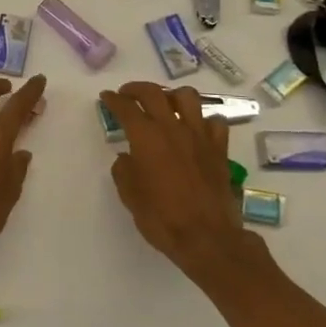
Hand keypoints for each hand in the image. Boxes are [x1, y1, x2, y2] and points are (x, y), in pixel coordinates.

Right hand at [101, 82, 261, 285]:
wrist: (207, 238)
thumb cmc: (162, 218)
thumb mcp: (130, 196)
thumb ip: (124, 170)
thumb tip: (127, 157)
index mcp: (146, 137)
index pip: (126, 107)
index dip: (113, 99)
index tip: (106, 97)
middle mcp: (172, 128)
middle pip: (154, 93)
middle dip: (136, 89)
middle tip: (127, 94)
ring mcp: (199, 136)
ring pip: (188, 97)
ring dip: (172, 96)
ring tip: (165, 105)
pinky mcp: (219, 149)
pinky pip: (215, 122)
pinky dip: (204, 120)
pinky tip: (196, 129)